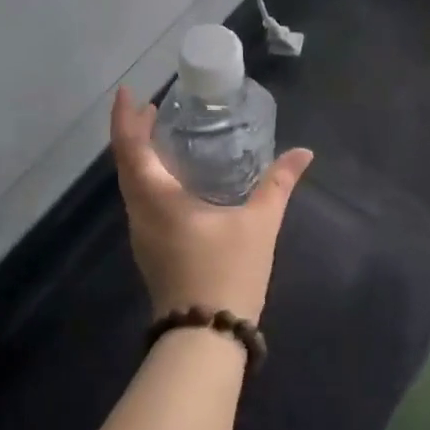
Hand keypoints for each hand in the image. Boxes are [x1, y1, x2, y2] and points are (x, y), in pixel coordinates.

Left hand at [110, 86, 313, 323]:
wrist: (205, 336)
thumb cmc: (228, 272)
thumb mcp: (259, 224)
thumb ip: (278, 184)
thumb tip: (303, 153)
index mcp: (157, 198)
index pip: (130, 148)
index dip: (126, 117)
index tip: (130, 93)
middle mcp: (140, 212)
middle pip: (126, 163)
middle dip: (134, 132)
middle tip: (154, 109)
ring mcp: (141, 234)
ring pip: (131, 184)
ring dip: (140, 156)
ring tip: (164, 137)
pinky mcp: (150, 250)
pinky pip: (140, 201)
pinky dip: (148, 178)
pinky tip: (174, 179)